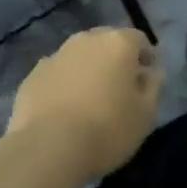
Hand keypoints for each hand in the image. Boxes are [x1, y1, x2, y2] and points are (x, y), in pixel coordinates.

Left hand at [4, 27, 162, 184]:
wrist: (47, 148)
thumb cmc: (107, 129)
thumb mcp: (146, 115)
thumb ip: (154, 87)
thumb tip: (151, 74)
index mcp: (117, 43)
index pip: (139, 40)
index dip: (147, 58)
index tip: (148, 80)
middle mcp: (85, 40)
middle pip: (106, 43)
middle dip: (115, 60)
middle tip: (120, 88)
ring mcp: (55, 56)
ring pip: (79, 57)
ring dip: (88, 71)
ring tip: (90, 100)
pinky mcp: (32, 76)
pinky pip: (57, 75)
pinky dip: (64, 85)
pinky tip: (64, 110)